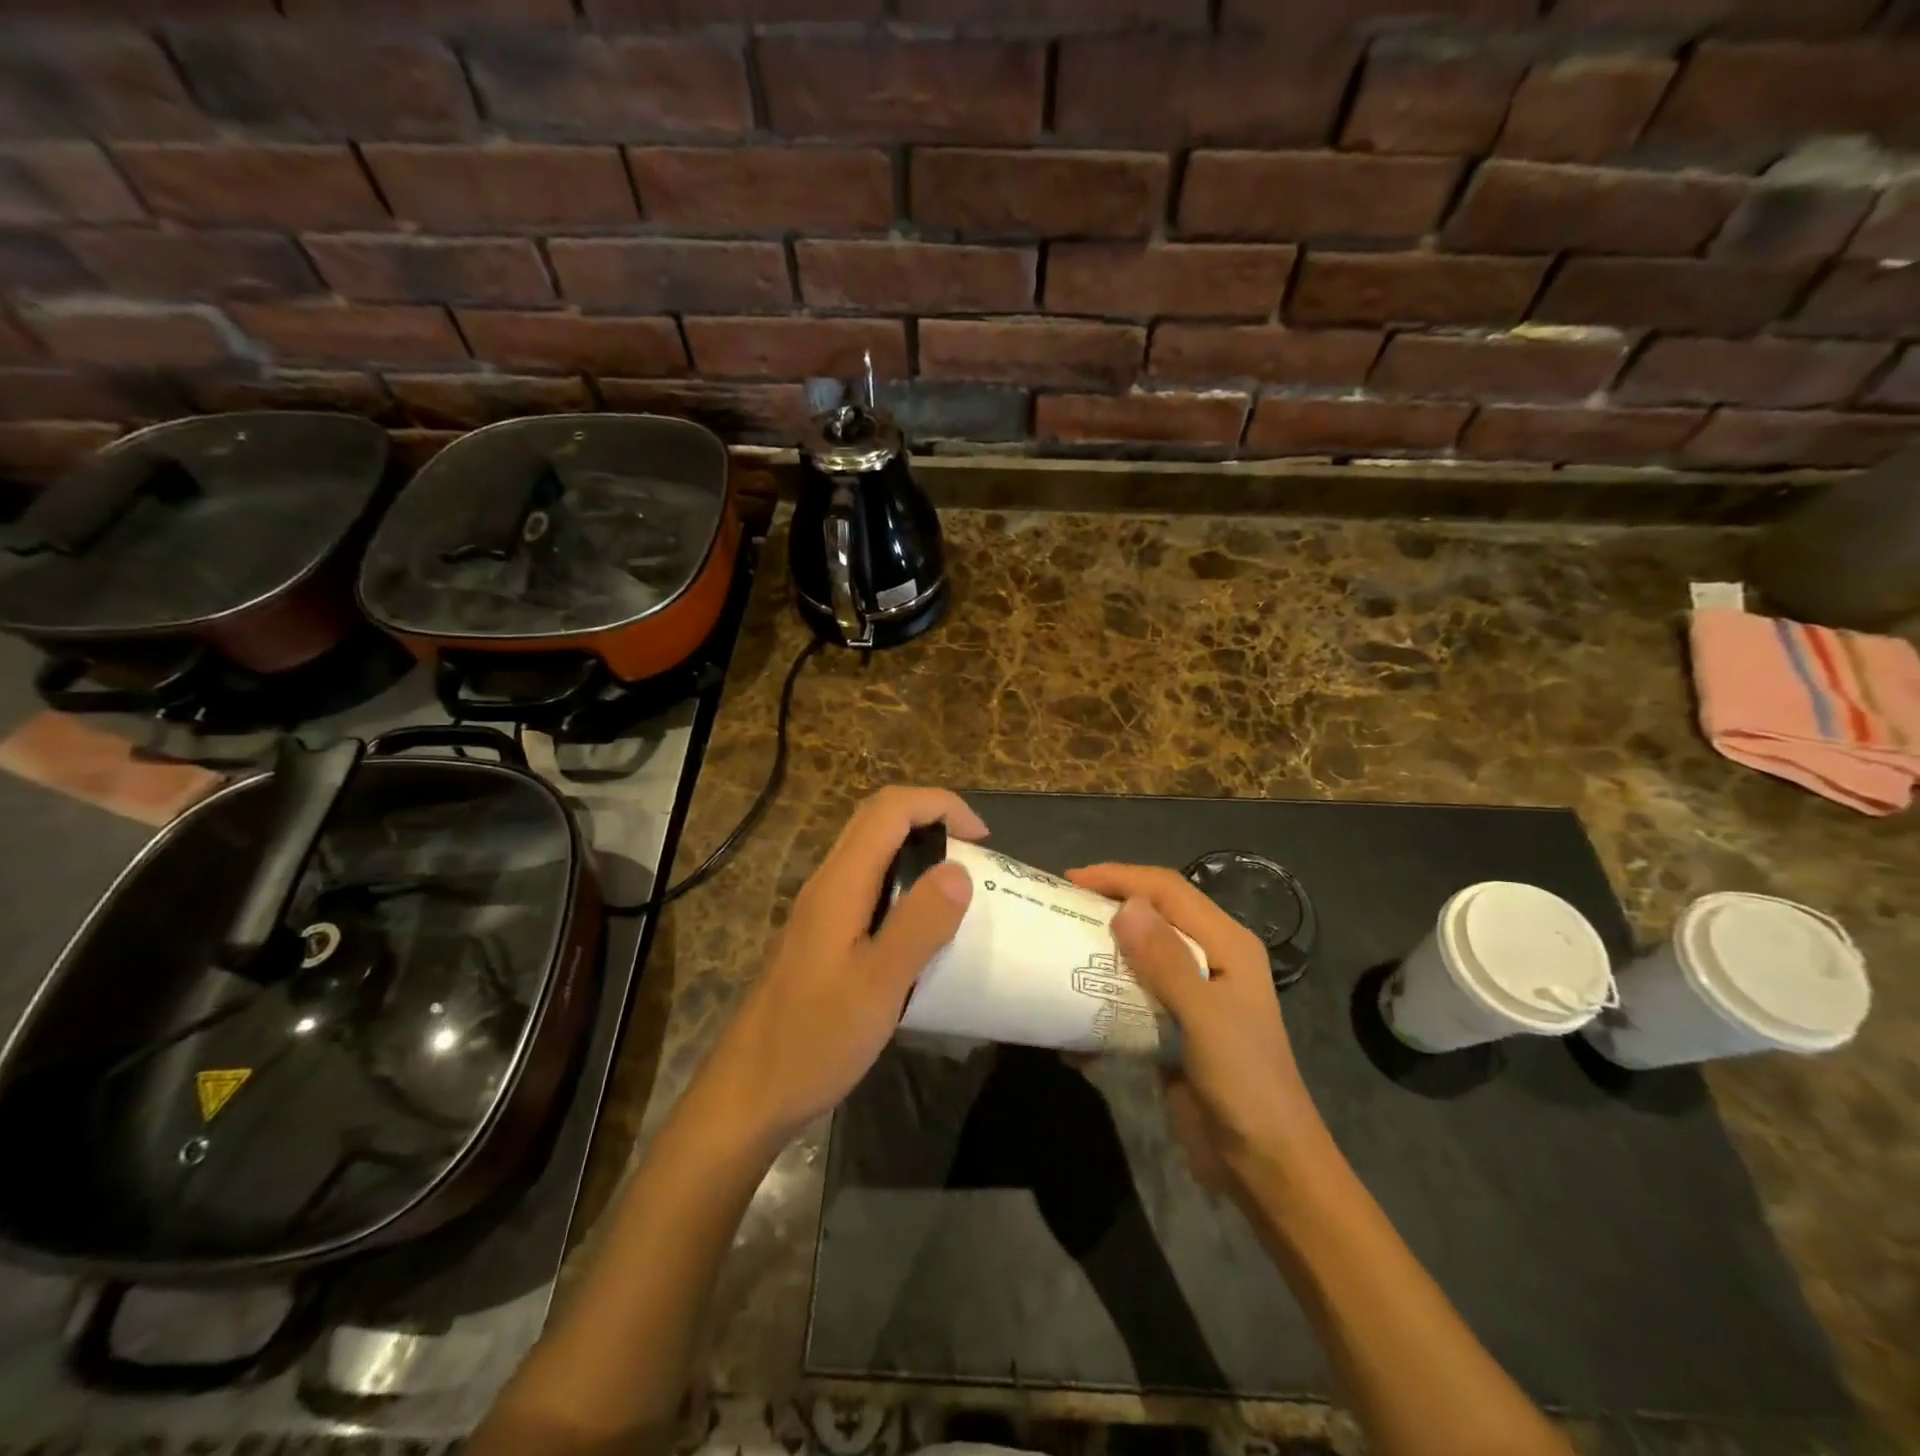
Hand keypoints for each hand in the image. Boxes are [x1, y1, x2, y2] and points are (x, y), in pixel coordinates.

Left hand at [697, 787, 986, 1150]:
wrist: (750, 1092)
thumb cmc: (815, 1040)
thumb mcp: (879, 986)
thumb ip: (919, 924)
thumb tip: (959, 870)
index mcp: (839, 885)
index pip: (890, 810)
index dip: (940, 805)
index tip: (982, 838)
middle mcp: (827, 883)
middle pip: (877, 819)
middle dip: (932, 819)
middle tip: (976, 854)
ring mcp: (821, 909)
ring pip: (871, 850)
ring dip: (917, 849)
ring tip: (959, 885)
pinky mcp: (822, 934)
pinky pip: (867, 884)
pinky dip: (903, 882)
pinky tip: (923, 926)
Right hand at [1067, 864, 1321, 1189]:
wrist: (1266, 1166)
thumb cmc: (1244, 1084)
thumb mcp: (1205, 1017)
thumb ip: (1166, 961)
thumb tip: (1124, 905)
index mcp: (1227, 944)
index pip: (1168, 890)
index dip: (1120, 878)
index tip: (1070, 882)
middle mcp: (1211, 959)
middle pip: (1153, 916)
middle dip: (1107, 909)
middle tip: (1059, 912)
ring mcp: (1192, 995)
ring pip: (1139, 956)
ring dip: (1100, 954)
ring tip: (1057, 954)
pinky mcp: (1174, 1027)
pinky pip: (1132, 998)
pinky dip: (1102, 1002)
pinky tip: (1074, 1023)